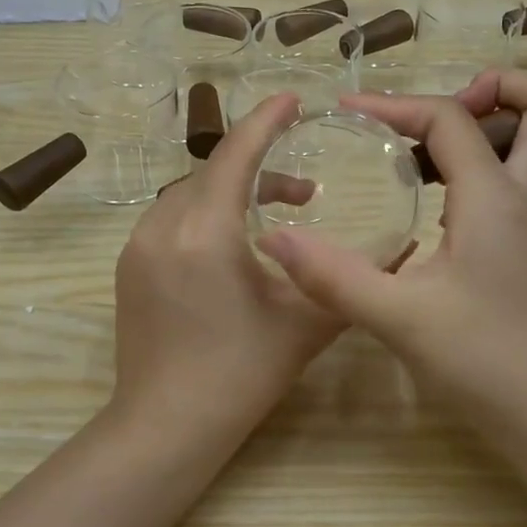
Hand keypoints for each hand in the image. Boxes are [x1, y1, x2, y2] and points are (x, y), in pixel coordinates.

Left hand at [110, 93, 343, 443]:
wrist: (166, 427)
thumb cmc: (240, 376)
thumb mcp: (304, 325)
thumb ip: (348, 280)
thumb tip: (397, 252)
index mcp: (204, 233)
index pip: (235, 155)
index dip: (266, 121)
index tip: (293, 100)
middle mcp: (163, 227)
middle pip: (212, 173)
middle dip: (259, 169)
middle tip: (307, 192)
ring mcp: (137, 247)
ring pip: (189, 195)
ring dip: (231, 194)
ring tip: (274, 222)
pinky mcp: (129, 268)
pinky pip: (171, 220)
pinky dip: (205, 215)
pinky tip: (232, 249)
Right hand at [259, 70, 526, 437]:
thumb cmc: (484, 361)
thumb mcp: (398, 317)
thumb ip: (333, 277)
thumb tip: (272, 240)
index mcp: (494, 197)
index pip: (452, 118)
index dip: (395, 104)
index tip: (345, 113)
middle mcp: (522, 199)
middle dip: (499, 89)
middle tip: (432, 115)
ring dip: (486, 128)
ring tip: (418, 152)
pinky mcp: (524, 251)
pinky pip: (511, 182)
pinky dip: (476, 169)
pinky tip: (427, 204)